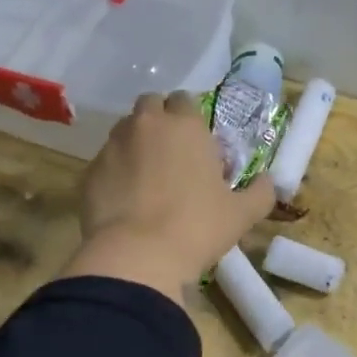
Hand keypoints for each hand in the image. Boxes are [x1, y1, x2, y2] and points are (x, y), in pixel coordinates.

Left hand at [60, 90, 273, 301]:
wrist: (137, 257)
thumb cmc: (197, 227)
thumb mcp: (242, 214)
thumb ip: (260, 192)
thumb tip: (267, 182)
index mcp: (185, 125)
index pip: (186, 99)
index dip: (191, 117)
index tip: (198, 141)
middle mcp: (146, 125)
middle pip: (151, 105)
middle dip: (160, 120)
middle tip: (173, 152)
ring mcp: (112, 147)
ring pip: (124, 131)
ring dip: (136, 143)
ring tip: (147, 176)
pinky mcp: (88, 173)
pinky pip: (105, 163)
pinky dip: (115, 172)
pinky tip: (125, 200)